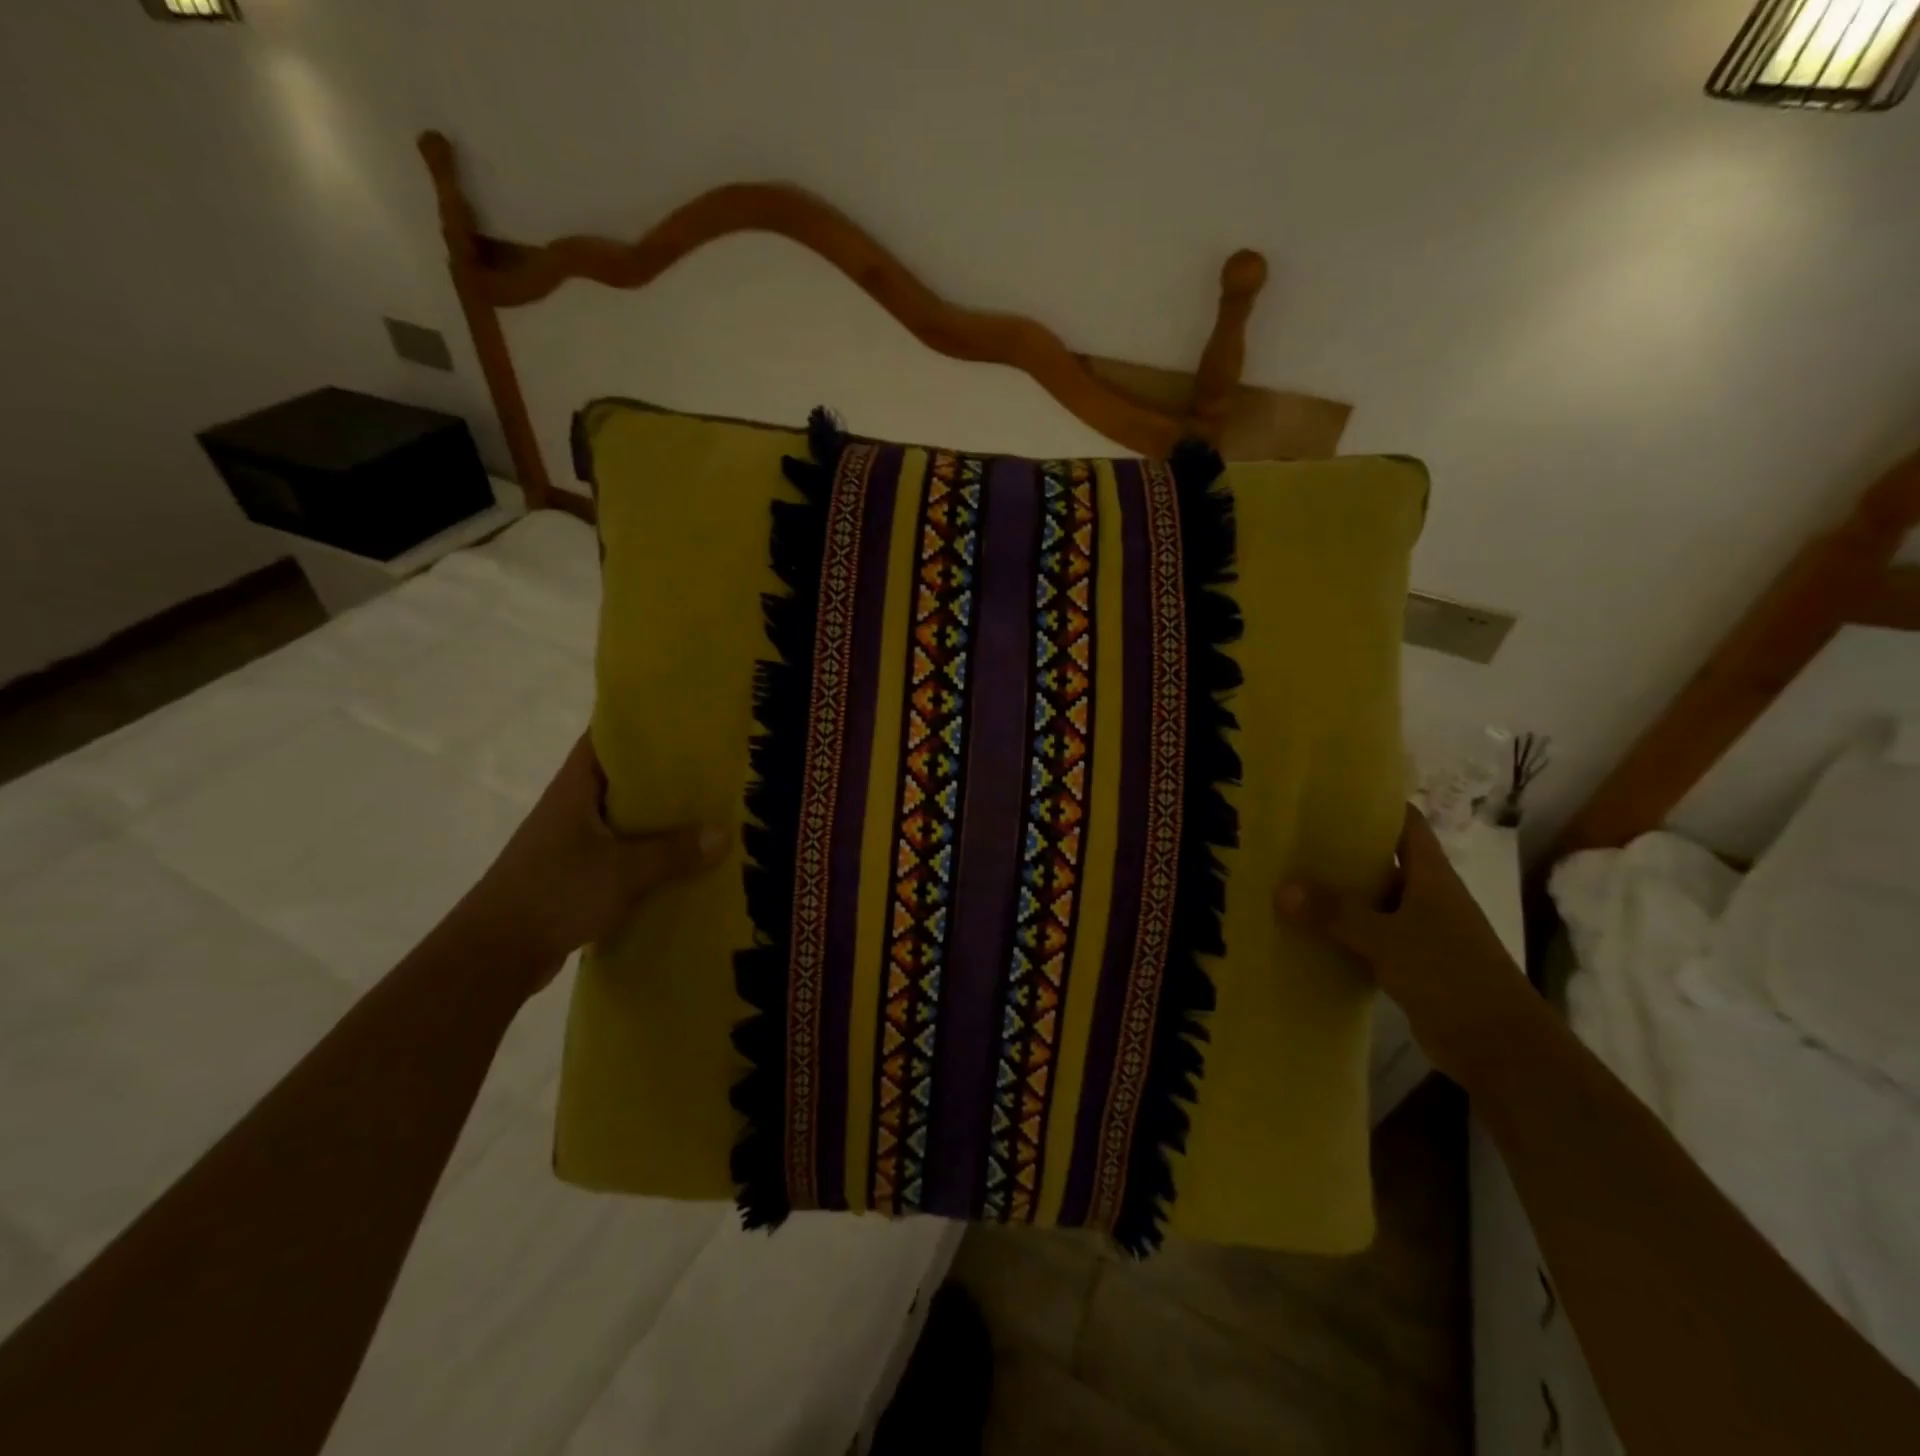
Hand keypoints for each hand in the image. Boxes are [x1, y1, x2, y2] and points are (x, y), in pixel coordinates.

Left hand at [453, 735, 727, 996]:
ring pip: (621, 817)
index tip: (680, 721)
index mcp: (574, 789)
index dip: (638, 724)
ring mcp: (570, 842)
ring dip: (656, 817)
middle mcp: (570, 808)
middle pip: (620, 778)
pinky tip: (678, 861)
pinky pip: (619, 851)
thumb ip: (674, 852)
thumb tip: (724, 834)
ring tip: (703, 813)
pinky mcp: (573, 874)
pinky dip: (646, 852)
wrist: (494, 956)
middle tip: (708, 769)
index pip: (603, 738)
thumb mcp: (623, 871)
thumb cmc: (554, 893)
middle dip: (661, 774)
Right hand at [1274, 805, 1531, 1081]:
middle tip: (1291, 837)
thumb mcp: (1386, 939)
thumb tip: (1281, 888)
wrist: (1500, 1048)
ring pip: (1372, 900)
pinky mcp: (1412, 964)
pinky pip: (1369, 936)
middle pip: (1382, 860)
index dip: (1374, 805)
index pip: (1405, 823)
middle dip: (1341, 849)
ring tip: (1288, 879)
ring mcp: (1421, 931)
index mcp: (1432, 876)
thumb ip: (1335, 913)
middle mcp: (1427, 896)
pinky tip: (1307, 932)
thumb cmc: (1451, 976)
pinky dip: (1342, 932)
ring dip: (1338, 893)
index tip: (1328, 795)